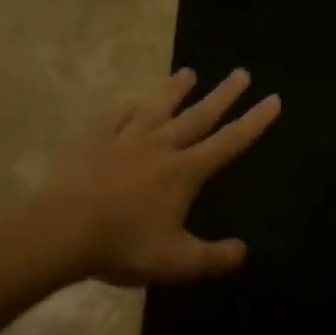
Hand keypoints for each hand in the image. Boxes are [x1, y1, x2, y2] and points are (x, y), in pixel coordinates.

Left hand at [44, 67, 280, 286]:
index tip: (273, 99)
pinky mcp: (93, 141)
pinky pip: (115, 117)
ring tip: (188, 73)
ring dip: (175, 90)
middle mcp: (160, 147)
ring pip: (156, 108)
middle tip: (241, 72)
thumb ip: (215, 258)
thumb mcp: (179, 262)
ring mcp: (124, 140)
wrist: (62, 231)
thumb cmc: (125, 246)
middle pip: (198, 116)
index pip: (229, 142)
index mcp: (185, 172)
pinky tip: (131, 102)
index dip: (254, 122)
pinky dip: (128, 107)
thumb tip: (242, 251)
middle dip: (224, 95)